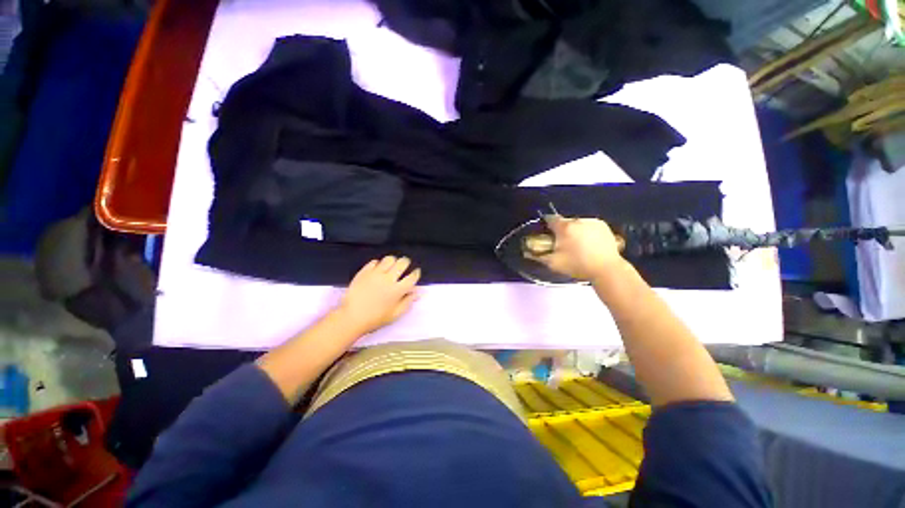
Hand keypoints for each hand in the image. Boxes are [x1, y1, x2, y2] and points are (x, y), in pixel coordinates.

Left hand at [337, 256, 420, 333]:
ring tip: (391, 266)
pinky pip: (374, 262)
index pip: (412, 276)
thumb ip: (408, 302)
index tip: (415, 273)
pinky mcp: (364, 272)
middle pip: (402, 263)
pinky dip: (378, 264)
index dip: (416, 273)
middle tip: (403, 266)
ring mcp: (376, 274)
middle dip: (406, 263)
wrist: (352, 317)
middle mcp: (389, 279)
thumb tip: (417, 292)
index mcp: (398, 290)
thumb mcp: (395, 314)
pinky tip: (378, 269)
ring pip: (389, 259)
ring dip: (393, 261)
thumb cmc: (376, 318)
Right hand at [530, 216, 625, 280]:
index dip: (546, 224)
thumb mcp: (554, 263)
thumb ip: (539, 256)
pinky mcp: (603, 225)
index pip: (550, 219)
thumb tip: (527, 252)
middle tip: (563, 243)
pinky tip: (589, 242)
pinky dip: (586, 231)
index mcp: (565, 227)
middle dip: (562, 230)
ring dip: (574, 230)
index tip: (547, 232)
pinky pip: (589, 225)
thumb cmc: (578, 266)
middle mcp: (578, 220)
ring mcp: (592, 222)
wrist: (606, 269)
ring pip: (577, 223)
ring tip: (578, 244)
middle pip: (564, 221)